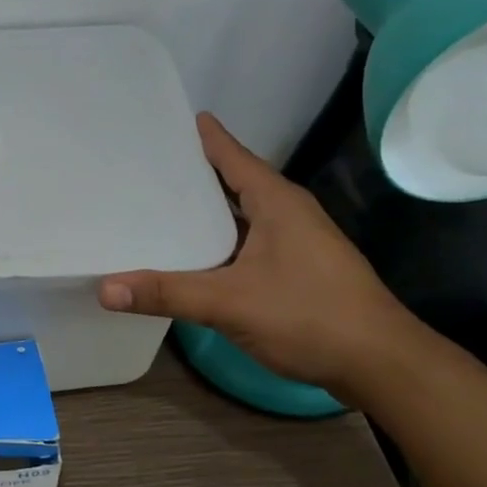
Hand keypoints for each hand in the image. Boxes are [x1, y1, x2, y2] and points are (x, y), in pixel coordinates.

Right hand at [98, 113, 420, 391]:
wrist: (382, 365)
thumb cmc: (309, 316)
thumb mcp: (229, 302)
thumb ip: (166, 293)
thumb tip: (104, 288)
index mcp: (276, 201)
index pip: (231, 155)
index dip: (201, 137)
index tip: (167, 121)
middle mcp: (288, 212)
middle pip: (233, 180)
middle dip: (194, 172)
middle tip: (148, 164)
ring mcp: (297, 241)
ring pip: (242, 214)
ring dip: (207, 209)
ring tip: (161, 205)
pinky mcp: (299, 269)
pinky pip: (248, 240)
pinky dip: (220, 239)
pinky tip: (195, 253)